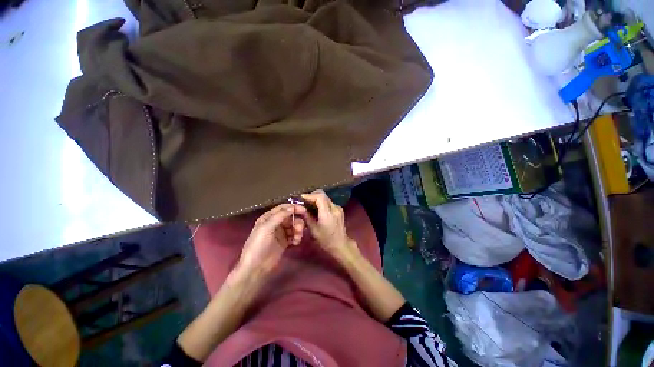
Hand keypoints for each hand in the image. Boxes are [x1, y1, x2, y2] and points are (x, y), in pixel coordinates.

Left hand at [237, 203, 306, 273]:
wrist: (255, 267)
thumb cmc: (258, 245)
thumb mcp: (267, 227)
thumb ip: (279, 216)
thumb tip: (292, 207)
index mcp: (269, 217)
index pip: (283, 208)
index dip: (294, 208)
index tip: (304, 210)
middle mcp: (275, 223)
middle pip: (290, 217)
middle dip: (297, 221)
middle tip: (300, 228)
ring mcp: (280, 233)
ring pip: (293, 226)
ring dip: (298, 230)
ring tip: (297, 237)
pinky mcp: (284, 242)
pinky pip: (294, 235)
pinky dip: (297, 237)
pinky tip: (296, 242)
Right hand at [300, 190, 358, 262]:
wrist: (340, 244)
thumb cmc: (325, 240)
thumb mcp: (313, 229)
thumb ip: (306, 217)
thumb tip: (299, 208)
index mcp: (328, 214)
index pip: (320, 197)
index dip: (310, 195)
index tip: (302, 197)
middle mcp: (334, 208)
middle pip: (323, 195)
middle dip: (312, 196)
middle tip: (304, 201)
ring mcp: (338, 208)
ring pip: (325, 197)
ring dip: (316, 199)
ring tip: (309, 205)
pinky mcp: (339, 209)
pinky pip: (328, 202)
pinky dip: (321, 203)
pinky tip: (317, 209)